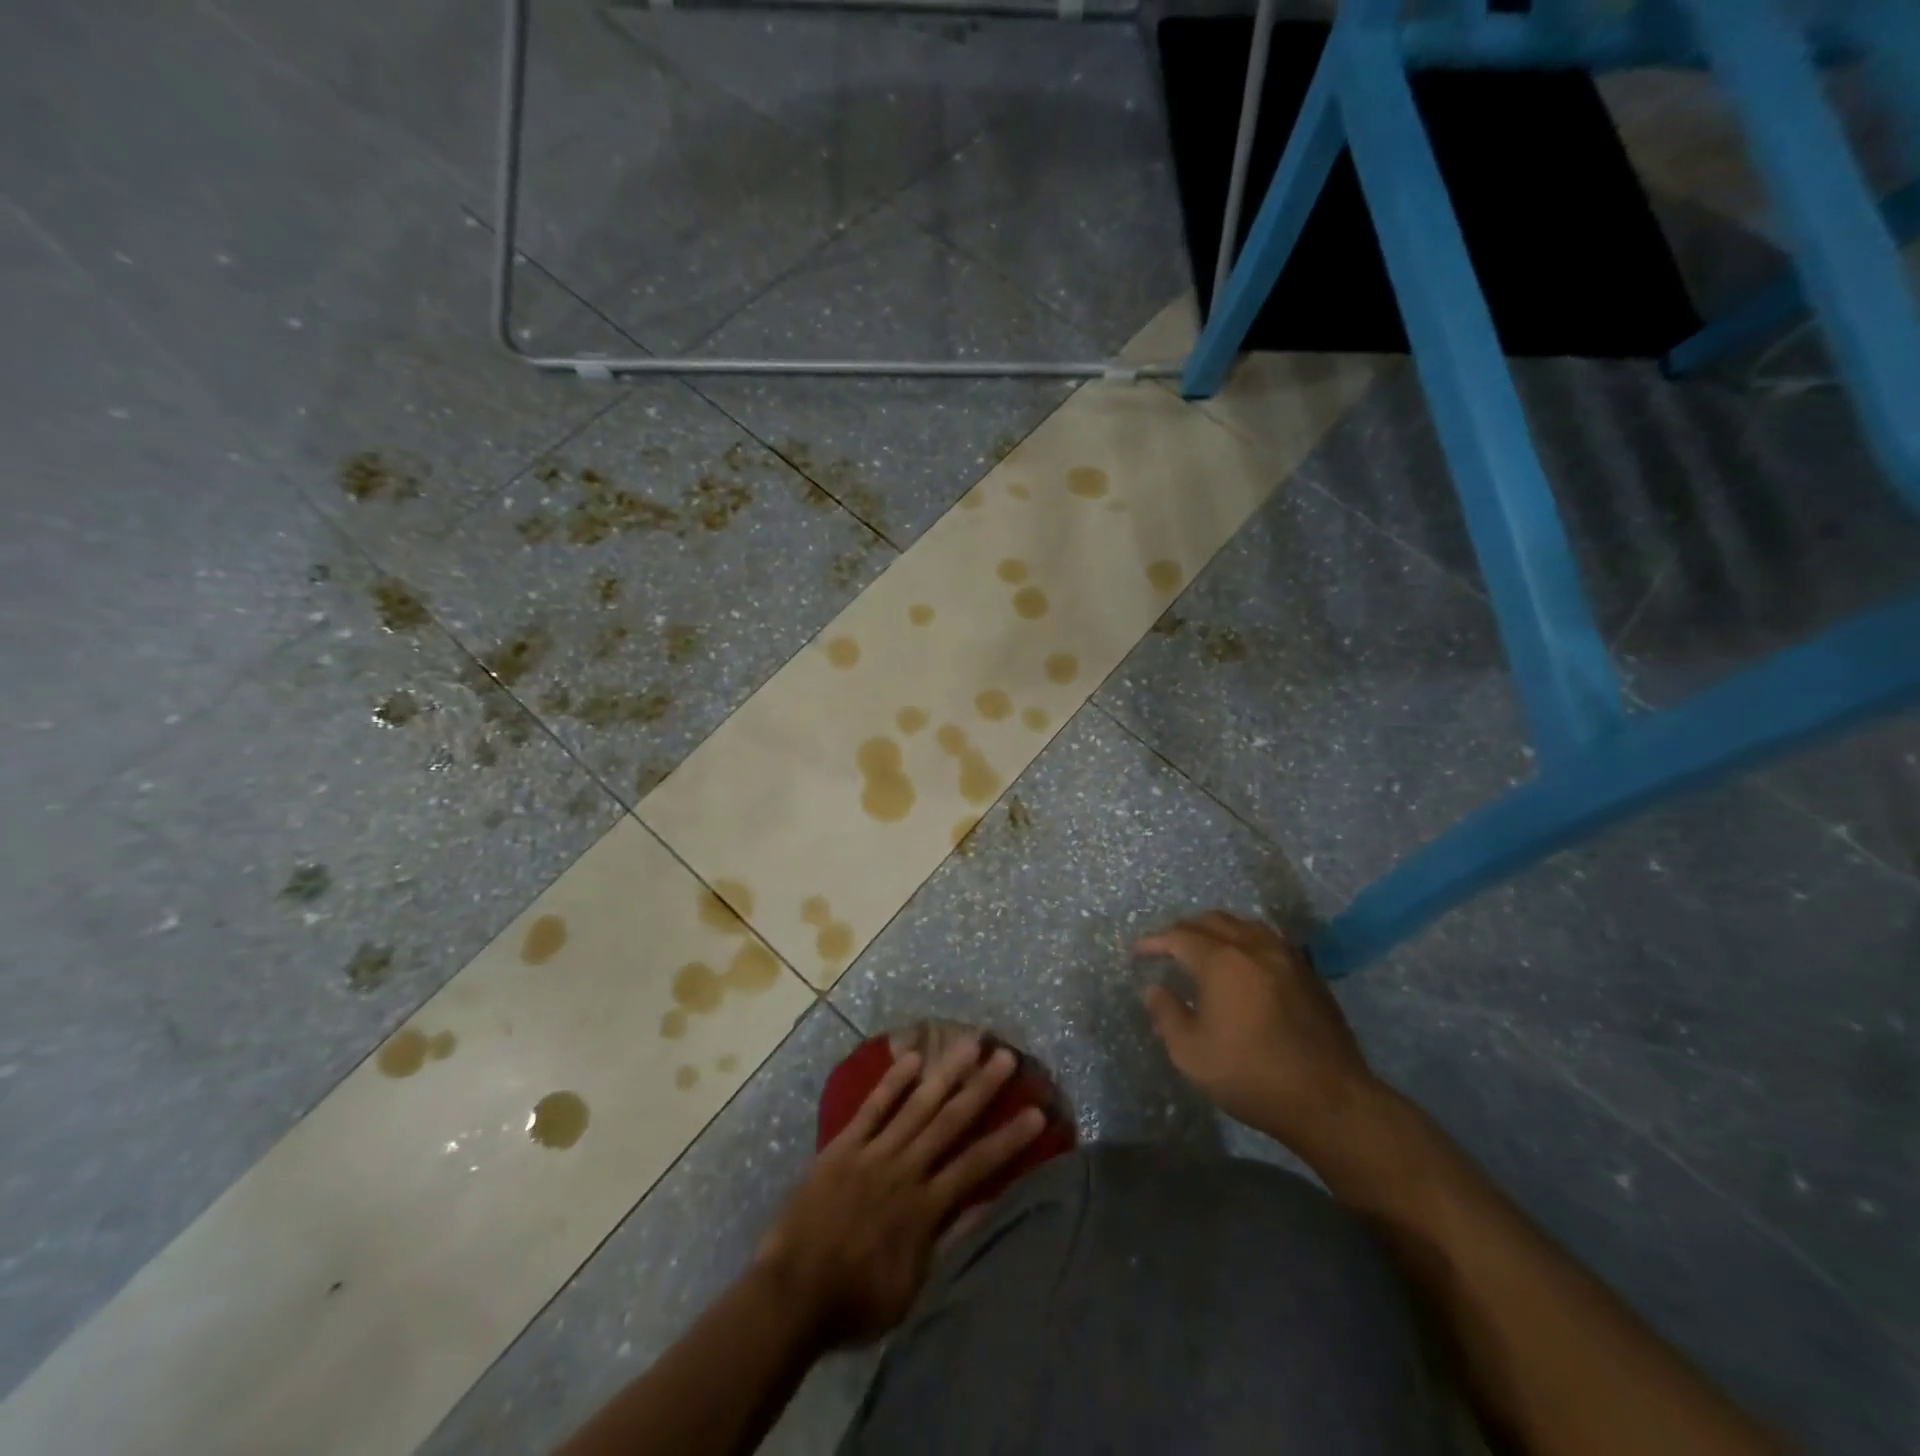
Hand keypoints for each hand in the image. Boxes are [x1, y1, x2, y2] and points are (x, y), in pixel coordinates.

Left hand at [754, 1036, 1044, 1345]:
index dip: (1009, 1139)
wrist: (792, 1293)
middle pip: (951, 1122)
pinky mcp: (843, 1146)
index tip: (1037, 1112)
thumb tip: (986, 1205)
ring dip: (946, 1073)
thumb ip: (949, 1243)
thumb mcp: (913, 1289)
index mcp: (925, 1208)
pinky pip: (872, 1108)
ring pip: (917, 1105)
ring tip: (969, 1044)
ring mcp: (873, 1153)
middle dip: (981, 1088)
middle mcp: (906, 1170)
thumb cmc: (855, 1301)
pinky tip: (912, 1058)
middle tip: (1006, 1057)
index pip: (977, 1165)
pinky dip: (893, 1083)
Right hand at [1137, 911, 1379, 1156]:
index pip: (1179, 936)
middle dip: (1184, 929)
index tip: (1139, 951)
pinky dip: (1246, 941)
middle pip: (1213, 921)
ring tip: (1204, 948)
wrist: (1329, 1100)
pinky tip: (1244, 962)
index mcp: (1221, 961)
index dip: (1155, 941)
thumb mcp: (1191, 1053)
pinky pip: (1269, 940)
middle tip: (1168, 946)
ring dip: (1218, 930)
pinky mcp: (1309, 974)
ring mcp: (1287, 957)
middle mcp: (1254, 947)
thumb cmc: (1251, 1075)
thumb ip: (1167, 1014)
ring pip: (1245, 925)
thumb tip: (1155, 988)